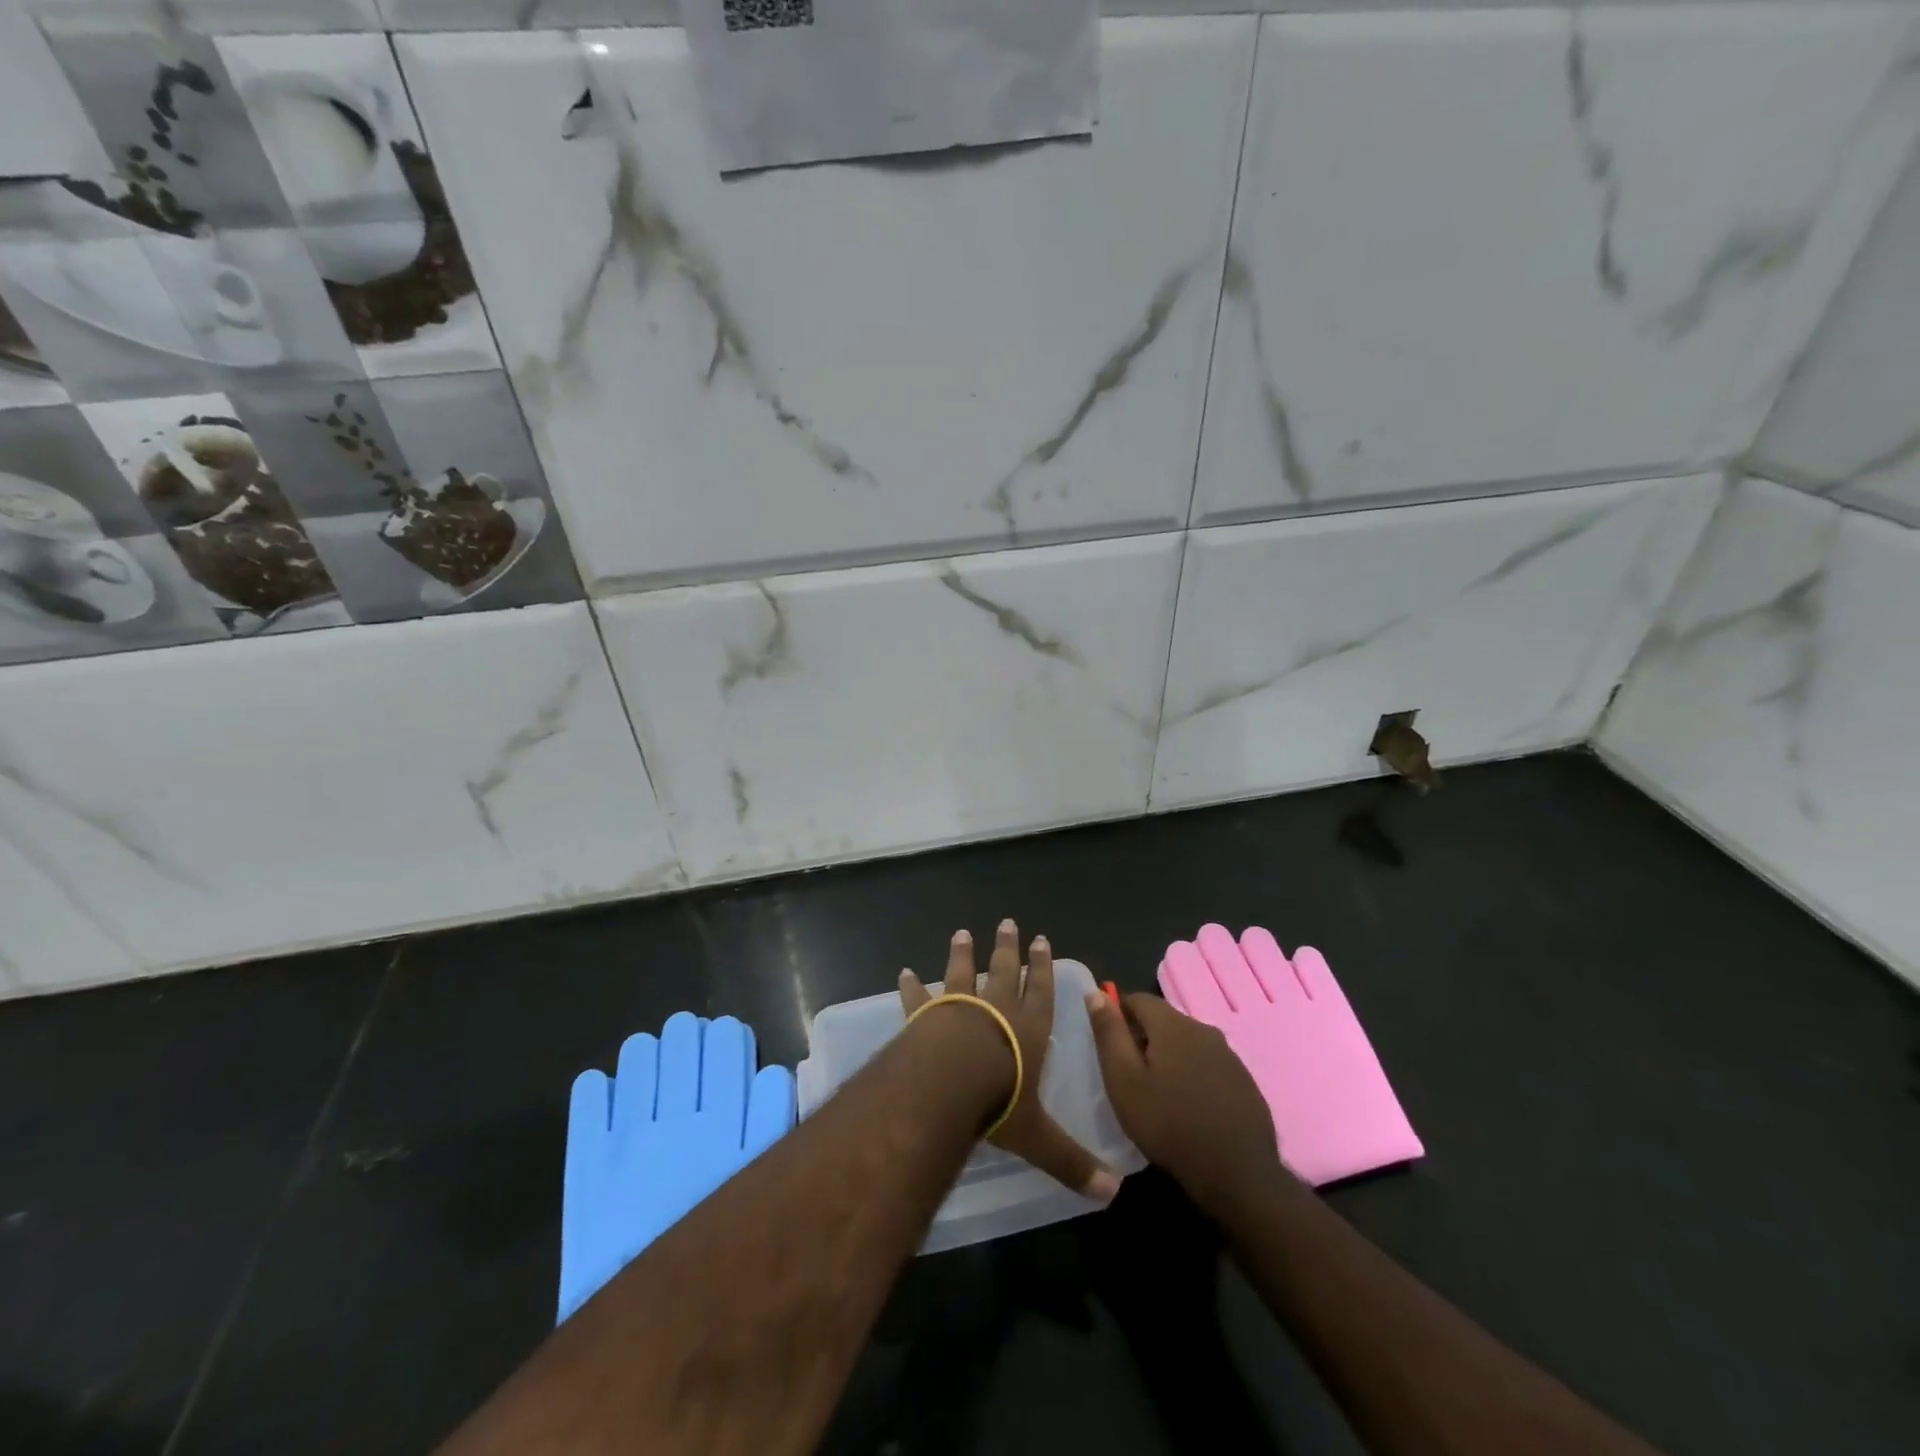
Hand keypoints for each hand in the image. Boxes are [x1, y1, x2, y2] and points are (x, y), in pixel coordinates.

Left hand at [562, 1014, 794, 1321]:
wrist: (658, 1326)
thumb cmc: (726, 1242)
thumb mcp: (764, 1178)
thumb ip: (772, 1124)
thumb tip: (769, 1073)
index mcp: (724, 1117)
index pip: (727, 1050)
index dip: (726, 1036)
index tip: (724, 1032)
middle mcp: (677, 1117)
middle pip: (682, 1052)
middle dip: (686, 1037)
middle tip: (686, 1030)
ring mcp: (629, 1139)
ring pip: (638, 1069)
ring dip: (644, 1055)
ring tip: (646, 1048)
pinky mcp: (590, 1166)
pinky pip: (590, 1113)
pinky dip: (596, 1093)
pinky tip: (601, 1083)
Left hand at [900, 919, 1119, 1204]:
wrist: (949, 1083)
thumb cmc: (1000, 1102)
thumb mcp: (1040, 1138)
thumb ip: (1072, 1162)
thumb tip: (1112, 1194)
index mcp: (1028, 1029)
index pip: (1040, 991)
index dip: (1042, 966)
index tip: (1041, 940)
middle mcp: (996, 1010)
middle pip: (1005, 971)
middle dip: (1008, 948)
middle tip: (1008, 923)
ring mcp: (959, 1007)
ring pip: (963, 973)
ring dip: (963, 953)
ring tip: (962, 933)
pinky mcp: (927, 1015)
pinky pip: (919, 997)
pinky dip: (912, 986)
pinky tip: (904, 973)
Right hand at [1085, 989, 1287, 1217]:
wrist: (1238, 1175)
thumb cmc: (1169, 1126)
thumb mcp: (1124, 1081)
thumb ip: (1109, 1034)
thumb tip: (1096, 993)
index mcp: (1172, 1024)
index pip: (1138, 998)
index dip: (1118, 1013)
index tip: (1108, 1042)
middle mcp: (1203, 1029)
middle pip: (1164, 1020)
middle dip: (1143, 1036)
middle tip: (1128, 1072)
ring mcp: (1229, 1055)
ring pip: (1188, 1043)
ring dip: (1170, 1056)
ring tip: (1157, 1091)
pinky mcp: (1244, 1081)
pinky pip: (1209, 1065)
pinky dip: (1193, 1075)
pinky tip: (1188, 1106)